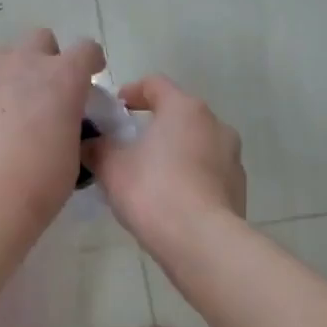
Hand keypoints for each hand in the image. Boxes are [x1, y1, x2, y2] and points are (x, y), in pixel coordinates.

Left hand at [0, 29, 105, 241]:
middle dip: (46, 58)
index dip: (90, 62)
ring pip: (2, 60)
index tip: (89, 78)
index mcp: (62, 77)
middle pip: (39, 39)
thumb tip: (60, 119)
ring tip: (7, 116)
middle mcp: (22, 64)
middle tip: (45, 93)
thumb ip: (70, 121)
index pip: (86, 49)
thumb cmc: (41, 182)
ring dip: (11, 78)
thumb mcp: (74, 151)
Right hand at [83, 76, 244, 257]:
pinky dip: (188, 177)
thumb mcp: (111, 167)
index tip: (114, 110)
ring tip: (148, 177)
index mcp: (184, 109)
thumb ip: (96, 148)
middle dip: (153, 126)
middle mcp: (215, 124)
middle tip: (127, 146)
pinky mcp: (238, 187)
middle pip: (178, 115)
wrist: (201, 241)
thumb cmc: (152, 191)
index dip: (131, 92)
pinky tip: (170, 201)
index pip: (155, 84)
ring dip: (173, 153)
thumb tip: (89, 144)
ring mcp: (231, 156)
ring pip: (195, 144)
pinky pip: (207, 173)